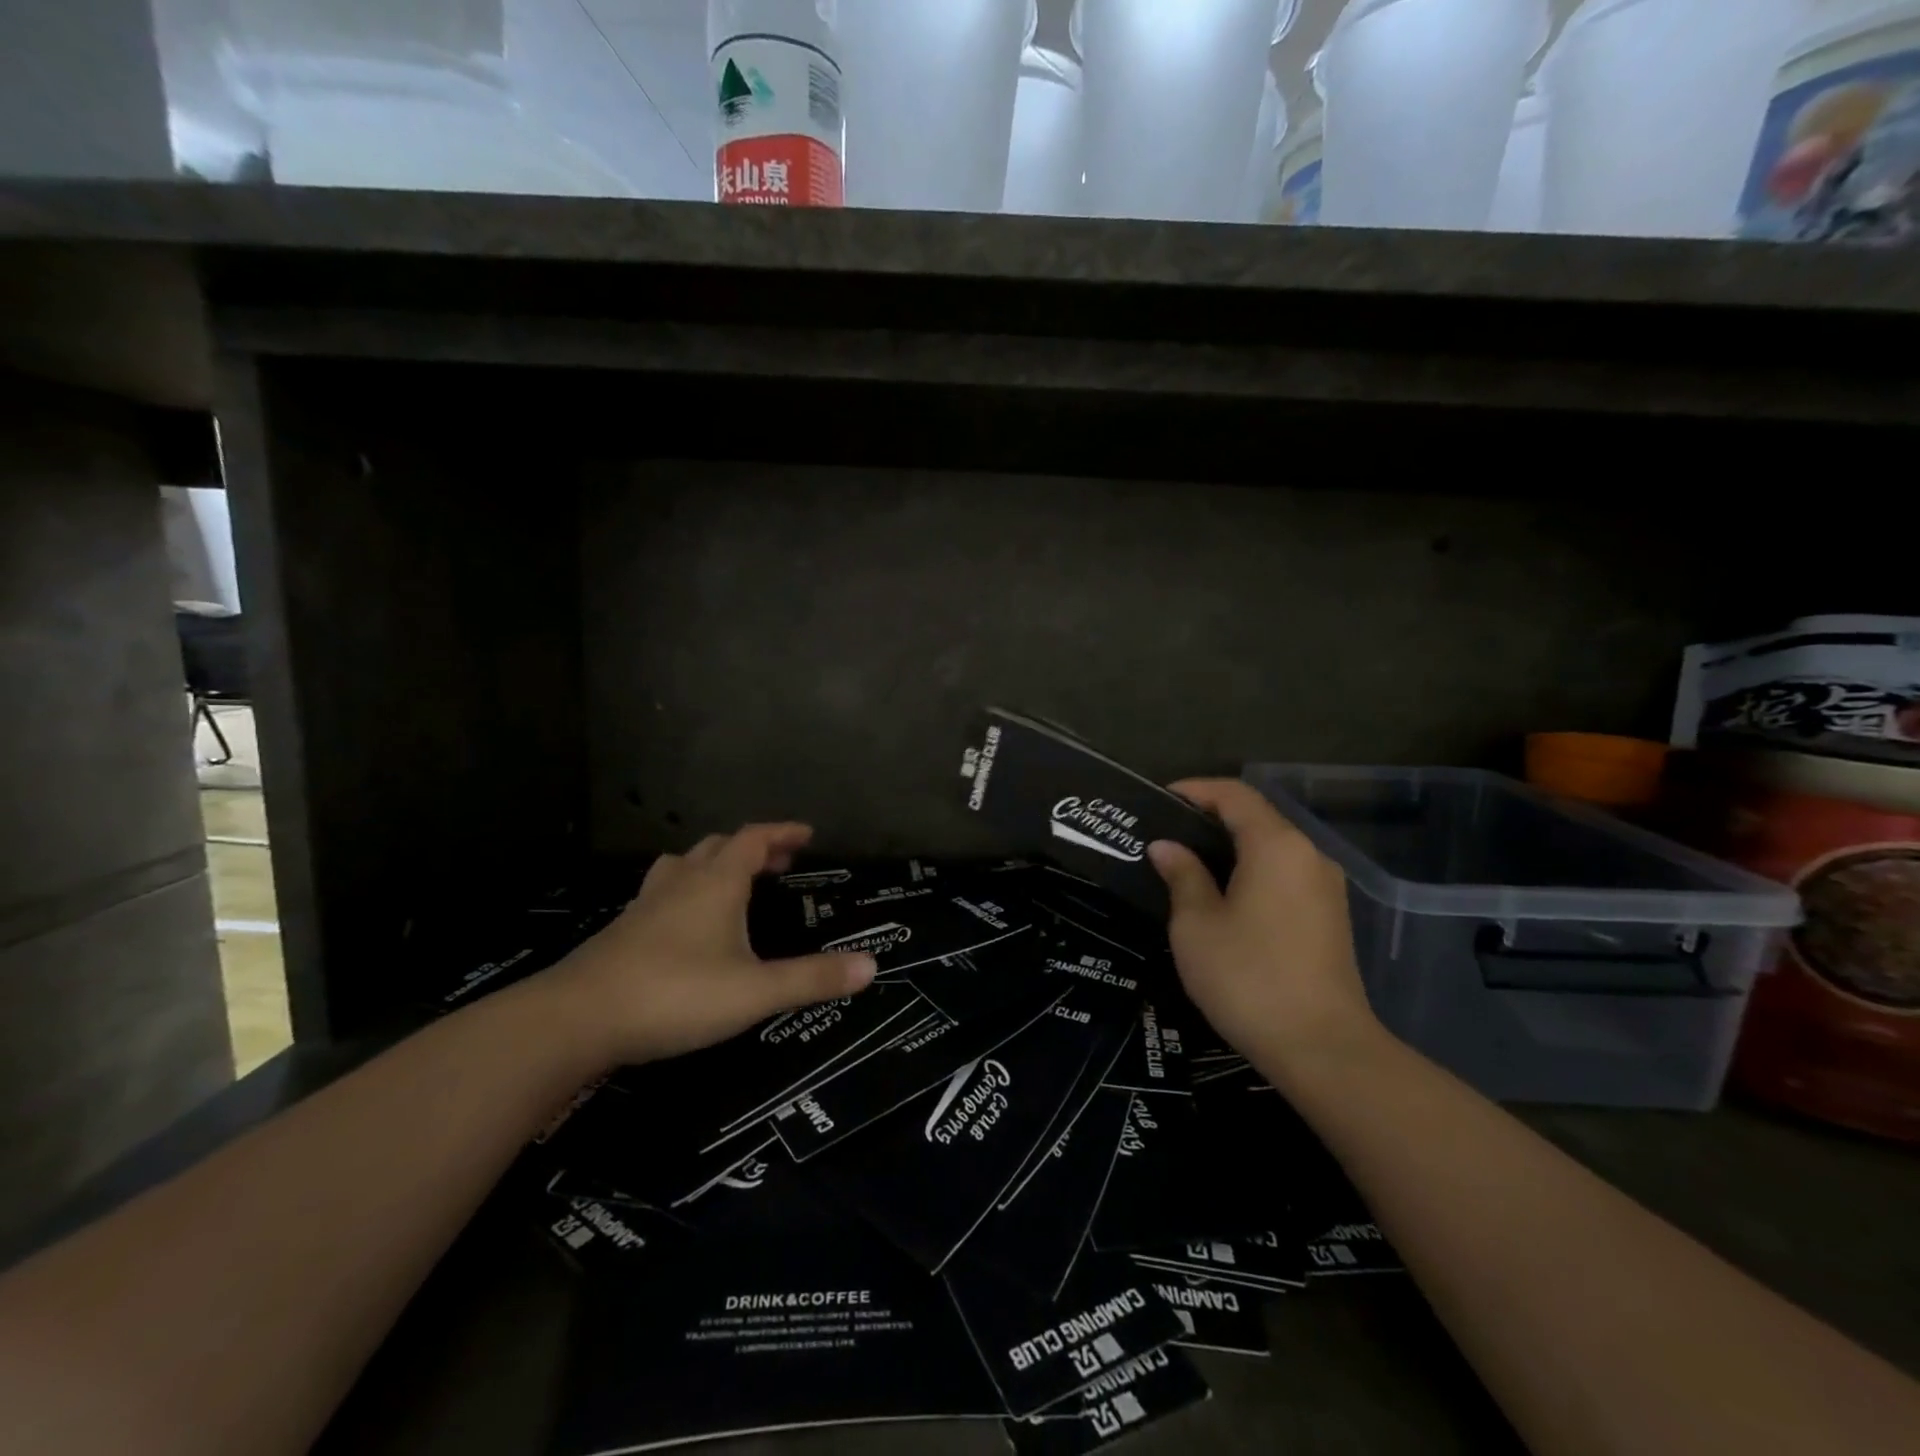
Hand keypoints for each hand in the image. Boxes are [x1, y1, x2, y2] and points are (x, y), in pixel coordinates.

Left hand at [542, 823, 875, 1066]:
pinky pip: (662, 894)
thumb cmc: (675, 993)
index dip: (781, 832)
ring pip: (683, 866)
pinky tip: (685, 925)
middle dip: (752, 848)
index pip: (753, 839)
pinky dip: (685, 893)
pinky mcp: (622, 932)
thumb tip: (872, 966)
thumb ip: (812, 978)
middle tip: (778, 863)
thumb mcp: (755, 990)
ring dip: (713, 865)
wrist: (575, 1019)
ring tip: (731, 883)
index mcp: (716, 883)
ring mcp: (646, 905)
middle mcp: (681, 883)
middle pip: (718, 847)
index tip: (807, 833)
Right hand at [1148, 779, 1380, 1080]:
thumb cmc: (1248, 977)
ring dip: (1231, 846)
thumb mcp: (1197, 925)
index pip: (1234, 794)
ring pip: (1272, 847)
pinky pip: (1285, 874)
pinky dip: (1252, 870)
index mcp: (1276, 845)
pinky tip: (1224, 895)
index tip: (1159, 800)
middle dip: (1210, 818)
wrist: (1323, 1048)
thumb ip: (1182, 876)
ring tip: (1188, 863)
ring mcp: (1325, 887)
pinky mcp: (1330, 916)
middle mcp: (1308, 855)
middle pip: (1257, 817)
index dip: (1195, 789)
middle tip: (1166, 834)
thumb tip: (1167, 847)